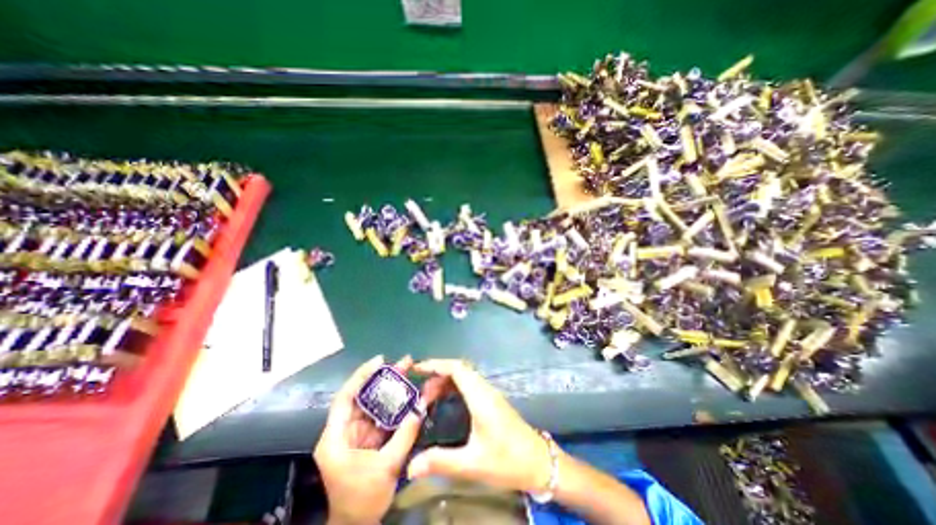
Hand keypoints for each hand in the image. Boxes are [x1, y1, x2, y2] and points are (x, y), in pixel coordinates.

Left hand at [314, 353, 424, 524]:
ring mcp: (356, 436)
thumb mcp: (386, 467)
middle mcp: (343, 432)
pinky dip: (393, 408)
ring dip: (390, 391)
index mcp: (336, 438)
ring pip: (373, 406)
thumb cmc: (362, 500)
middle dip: (383, 379)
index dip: (362, 376)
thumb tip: (420, 407)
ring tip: (407, 374)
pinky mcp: (366, 441)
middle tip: (403, 365)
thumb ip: (404, 435)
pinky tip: (406, 397)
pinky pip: (380, 418)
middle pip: (363, 397)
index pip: (346, 397)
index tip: (380, 361)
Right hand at [407, 359, 548, 494]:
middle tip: (420, 396)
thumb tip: (411, 466)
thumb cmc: (508, 460)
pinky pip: (469, 385)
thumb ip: (442, 462)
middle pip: (459, 370)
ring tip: (429, 400)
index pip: (457, 368)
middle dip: (437, 377)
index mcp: (480, 397)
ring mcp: (490, 394)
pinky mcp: (492, 401)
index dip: (436, 365)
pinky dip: (453, 388)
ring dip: (445, 382)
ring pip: (464, 377)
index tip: (417, 369)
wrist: (538, 462)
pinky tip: (446, 404)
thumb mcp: (473, 463)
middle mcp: (485, 389)